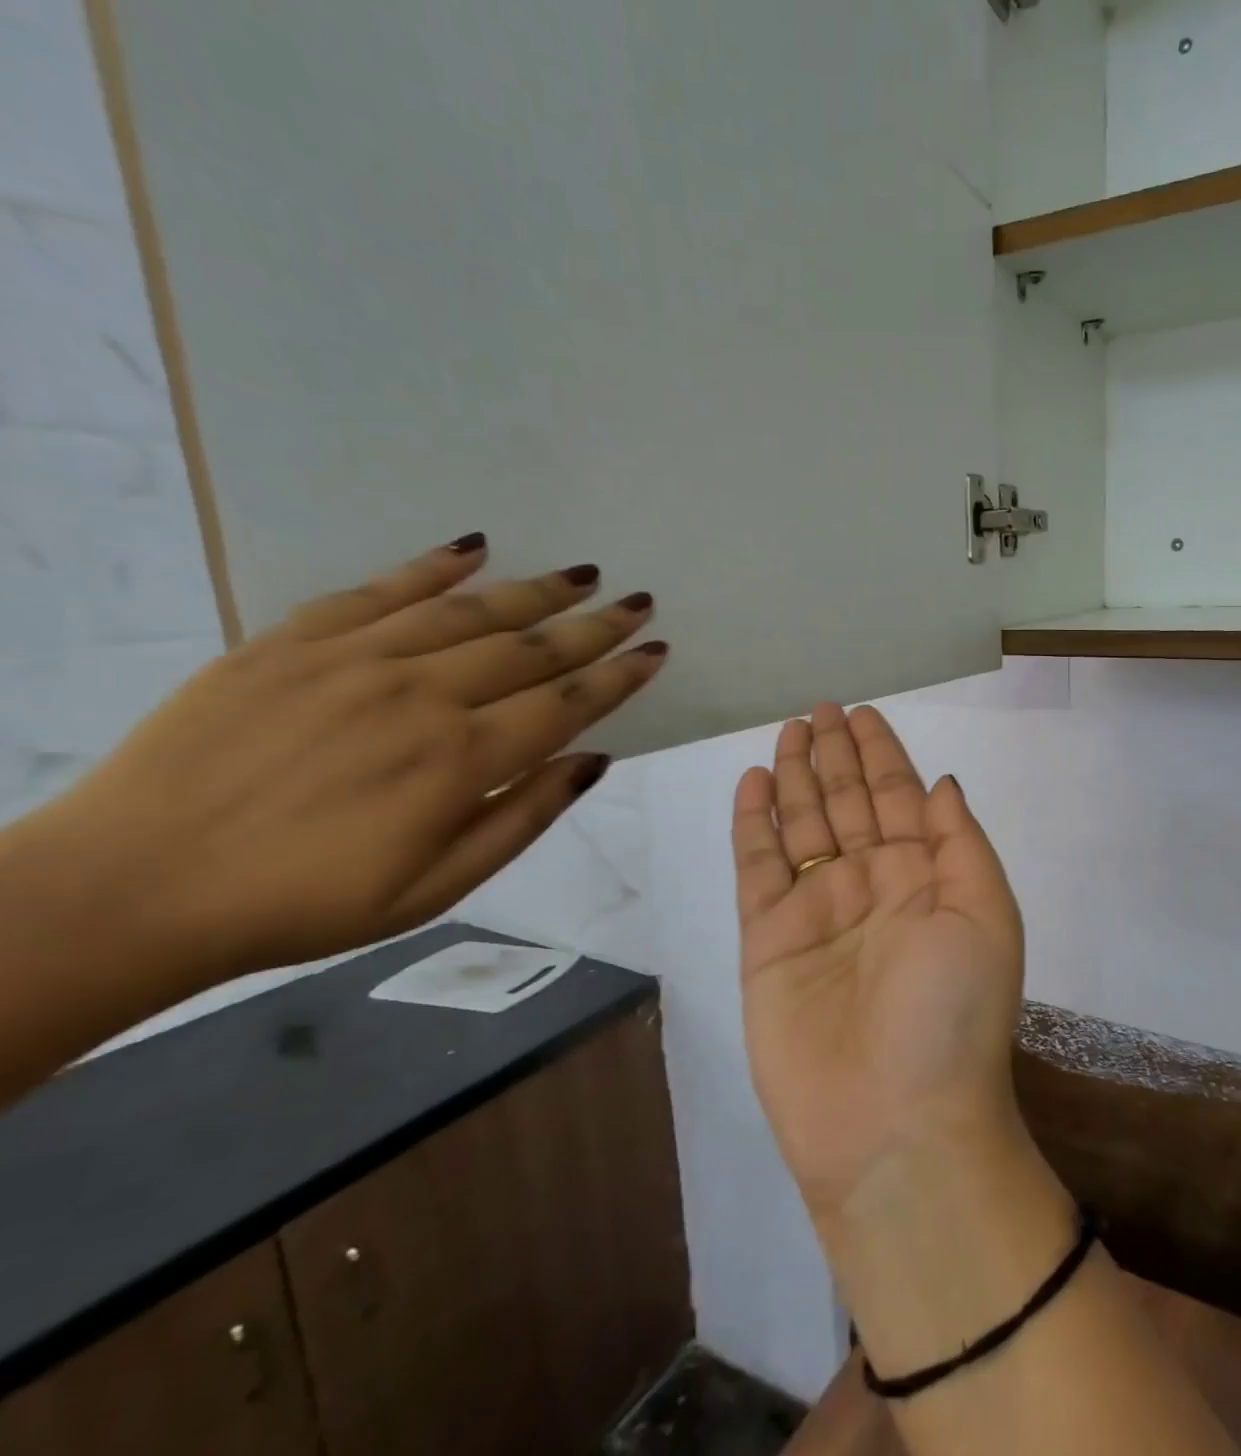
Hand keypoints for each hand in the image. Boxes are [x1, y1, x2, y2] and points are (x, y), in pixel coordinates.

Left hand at [20, 534, 667, 992]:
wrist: (131, 888)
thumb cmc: (307, 902)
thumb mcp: (437, 886)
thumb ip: (524, 816)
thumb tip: (595, 761)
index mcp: (460, 760)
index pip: (566, 704)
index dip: (618, 676)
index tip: (655, 650)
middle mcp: (420, 696)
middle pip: (530, 649)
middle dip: (594, 625)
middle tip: (638, 600)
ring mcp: (353, 662)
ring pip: (468, 612)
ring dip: (534, 591)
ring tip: (582, 574)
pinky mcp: (290, 644)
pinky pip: (376, 591)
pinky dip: (430, 567)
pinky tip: (473, 549)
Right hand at [732, 704, 1026, 1229]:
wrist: (894, 1124)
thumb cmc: (951, 1014)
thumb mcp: (984, 915)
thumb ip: (960, 843)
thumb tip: (943, 783)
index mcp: (926, 877)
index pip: (899, 797)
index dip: (882, 754)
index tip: (863, 714)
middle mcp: (872, 886)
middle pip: (848, 802)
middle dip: (836, 755)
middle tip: (817, 709)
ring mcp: (818, 910)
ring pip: (803, 825)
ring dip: (797, 777)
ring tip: (788, 732)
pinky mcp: (768, 940)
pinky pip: (758, 867)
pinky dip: (754, 825)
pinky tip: (754, 784)